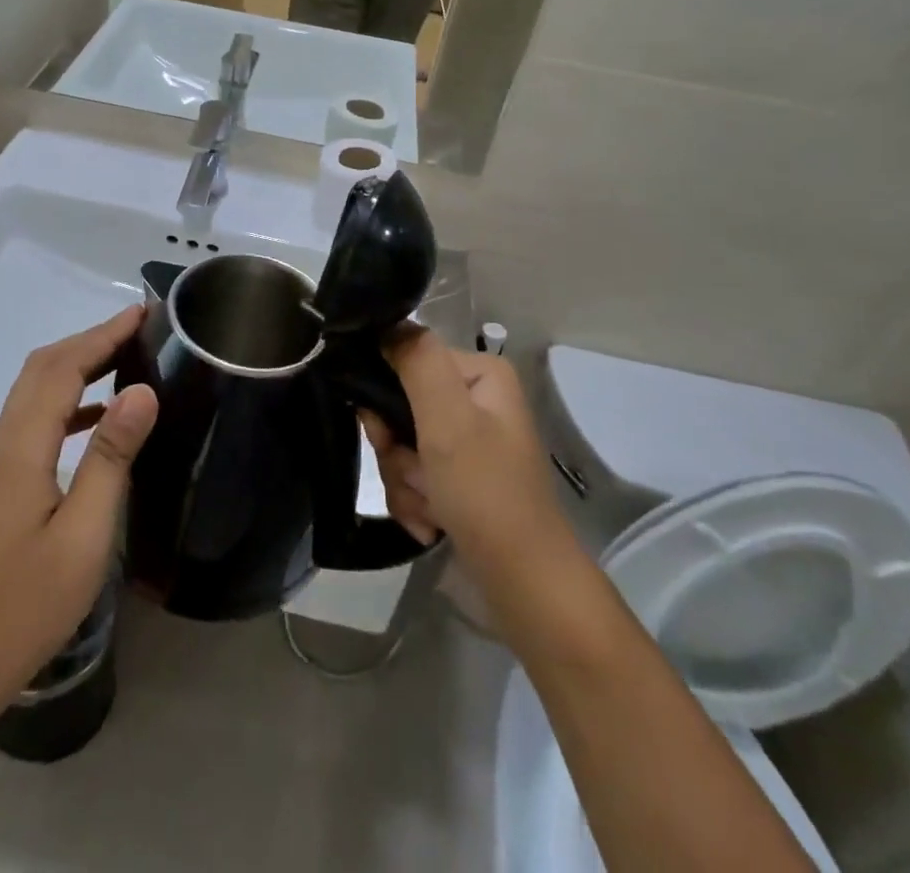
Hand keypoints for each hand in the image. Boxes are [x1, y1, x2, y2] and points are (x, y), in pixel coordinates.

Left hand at [0, 307, 158, 709]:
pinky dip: (70, 401)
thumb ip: (110, 457)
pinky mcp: (0, 482)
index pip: (62, 368)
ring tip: (126, 358)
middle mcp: (2, 442)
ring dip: (78, 366)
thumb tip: (141, 390)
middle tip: (138, 327)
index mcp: (20, 447)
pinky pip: (37, 419)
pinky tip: (101, 417)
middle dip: (90, 340)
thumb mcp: (83, 533)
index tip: (141, 313)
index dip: (102, 335)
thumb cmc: (26, 604)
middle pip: (43, 369)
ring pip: (37, 391)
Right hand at [362, 329, 569, 625]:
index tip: (386, 435)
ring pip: (400, 446)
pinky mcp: (458, 479)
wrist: (524, 586)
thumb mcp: (448, 419)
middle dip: (396, 451)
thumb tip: (385, 322)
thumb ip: (416, 361)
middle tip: (416, 476)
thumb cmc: (486, 493)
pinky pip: (412, 476)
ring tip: (430, 510)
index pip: (407, 360)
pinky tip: (432, 525)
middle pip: (398, 407)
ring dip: (404, 482)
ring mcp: (467, 443)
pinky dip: (414, 502)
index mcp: (479, 375)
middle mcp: (474, 401)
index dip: (385, 398)